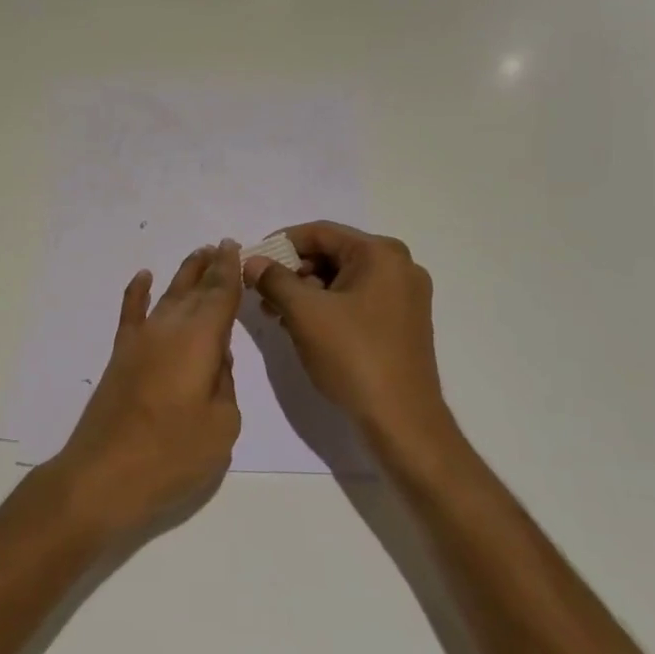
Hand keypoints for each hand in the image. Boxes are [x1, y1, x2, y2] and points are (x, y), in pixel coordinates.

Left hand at [50, 240, 243, 534]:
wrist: (103, 475)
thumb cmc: (171, 455)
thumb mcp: (221, 426)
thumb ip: (225, 384)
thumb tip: (216, 360)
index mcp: (200, 341)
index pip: (220, 295)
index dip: (230, 271)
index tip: (235, 247)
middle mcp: (169, 329)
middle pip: (194, 290)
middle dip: (210, 268)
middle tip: (223, 246)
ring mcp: (140, 340)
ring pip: (167, 296)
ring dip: (184, 275)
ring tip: (198, 255)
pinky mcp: (121, 356)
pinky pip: (130, 313)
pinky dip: (136, 293)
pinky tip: (142, 277)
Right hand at [243, 222, 452, 451]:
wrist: (402, 420)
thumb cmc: (353, 356)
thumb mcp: (304, 313)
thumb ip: (274, 279)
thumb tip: (252, 262)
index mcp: (381, 254)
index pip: (319, 233)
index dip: (279, 244)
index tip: (251, 262)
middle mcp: (398, 266)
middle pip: (332, 254)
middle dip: (292, 271)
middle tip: (261, 292)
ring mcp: (403, 296)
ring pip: (341, 279)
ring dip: (305, 291)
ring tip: (275, 313)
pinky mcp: (400, 322)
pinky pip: (355, 300)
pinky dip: (326, 307)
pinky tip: (300, 326)